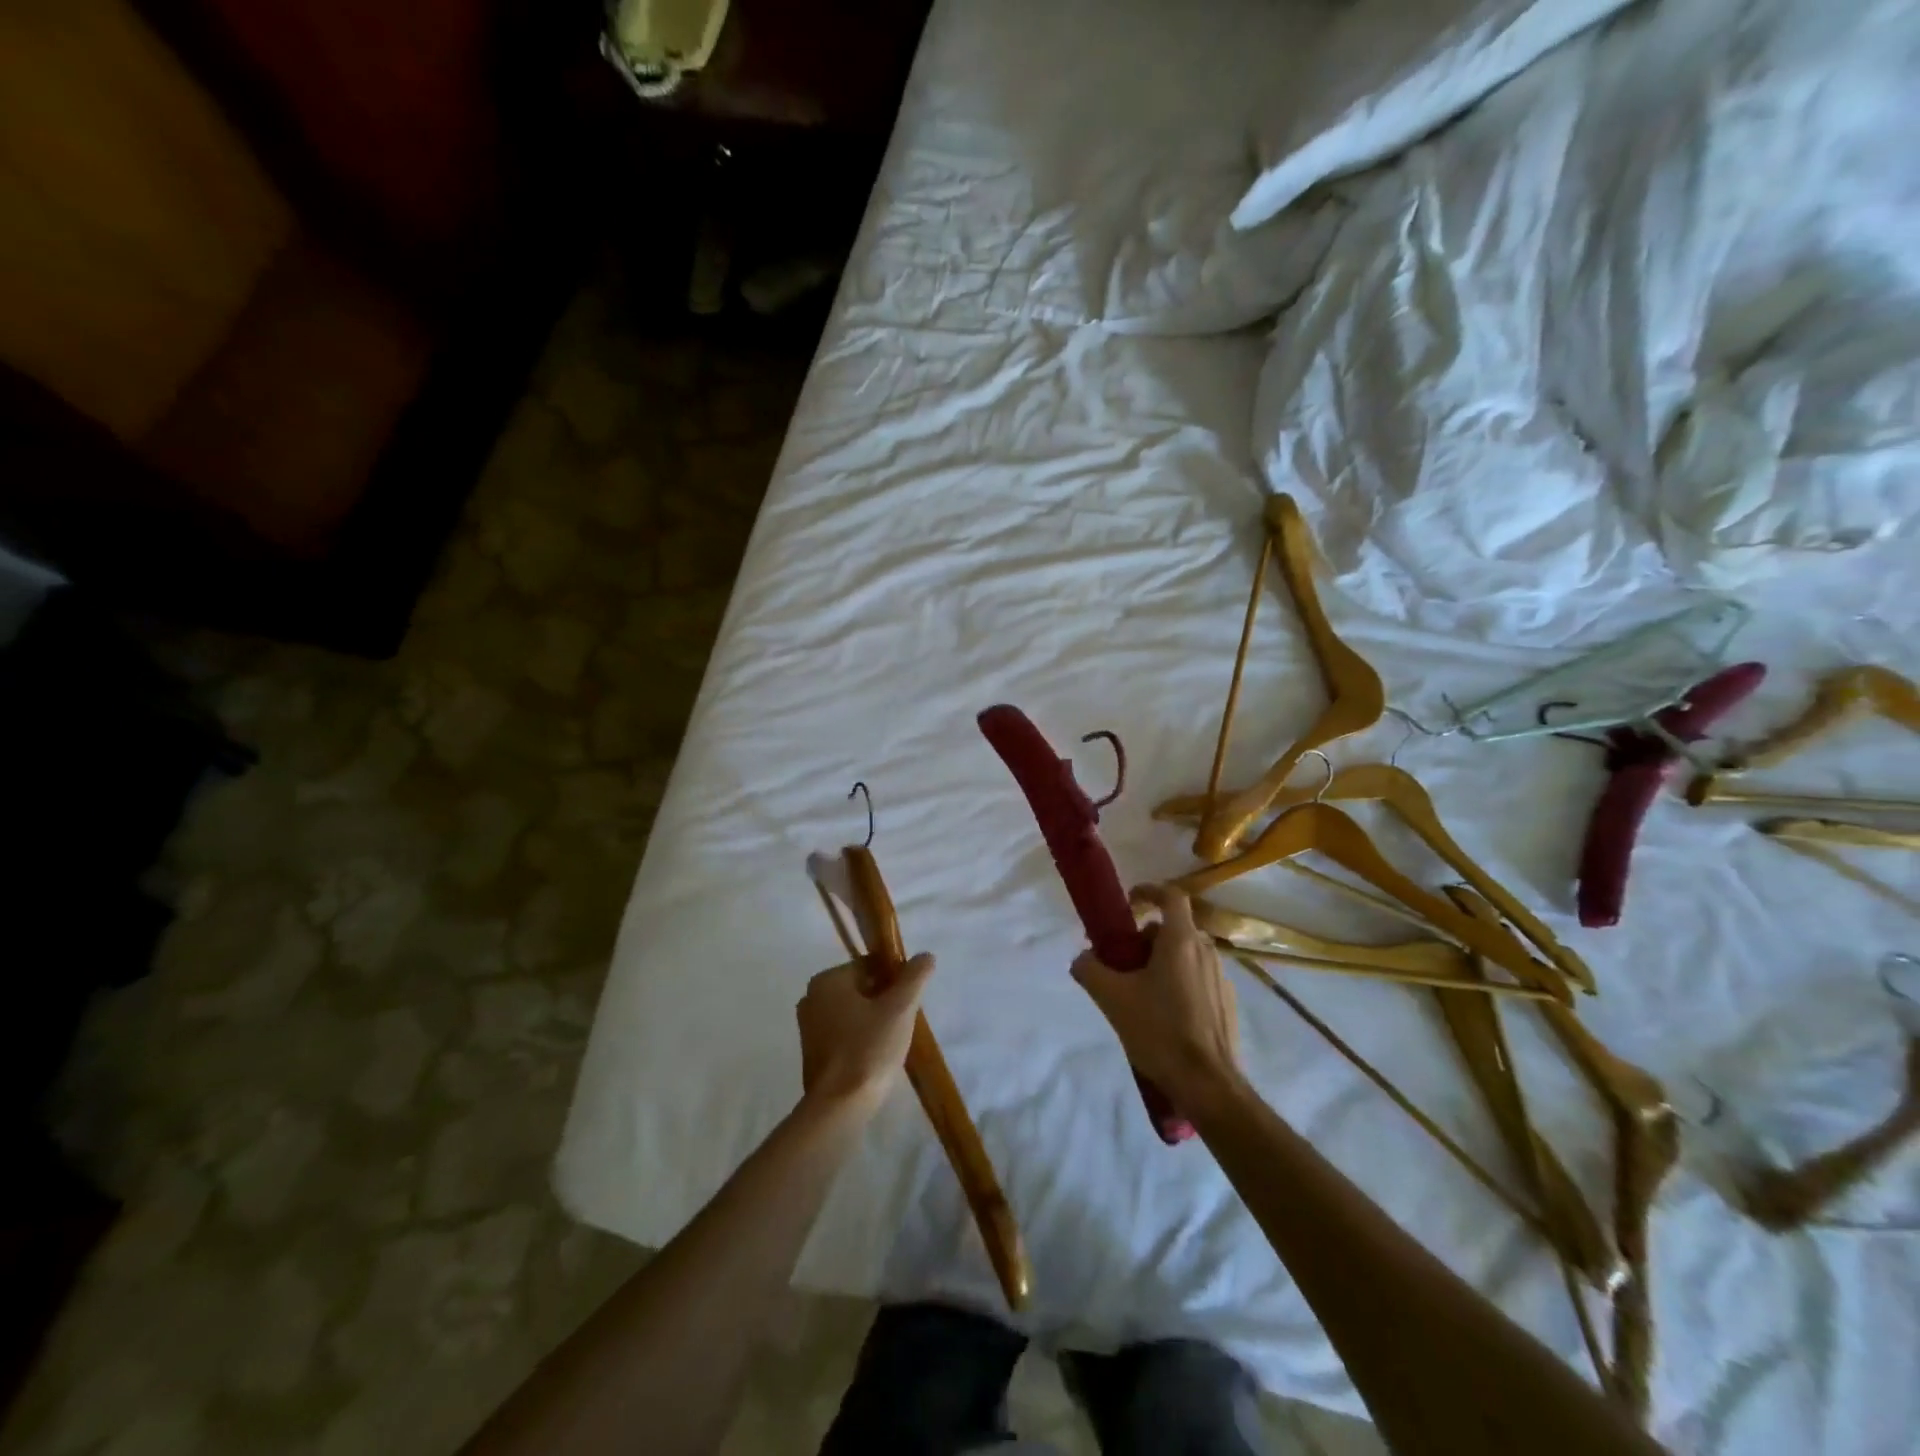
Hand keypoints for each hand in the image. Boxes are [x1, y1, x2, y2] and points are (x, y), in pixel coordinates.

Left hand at [797, 955, 932, 1116]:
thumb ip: (914, 977)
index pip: (869, 965)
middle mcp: (812, 997)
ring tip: (893, 1039)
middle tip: (904, 1021)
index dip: (895, 978)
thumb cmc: (868, 1049)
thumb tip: (925, 955)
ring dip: (874, 1019)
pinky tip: (877, 1054)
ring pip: (852, 1011)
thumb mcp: (900, 1008)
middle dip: (884, 1000)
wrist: (839, 1107)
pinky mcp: (812, 1052)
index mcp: (827, 980)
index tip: (910, 1000)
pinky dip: (860, 1036)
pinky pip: (843, 1032)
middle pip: (860, 987)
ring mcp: (808, 1026)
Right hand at [1072, 885, 1240, 1103]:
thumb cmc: (1159, 1031)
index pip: (1171, 896)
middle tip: (1123, 963)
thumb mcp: (1111, 998)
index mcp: (1181, 941)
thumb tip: (1082, 959)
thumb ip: (1089, 969)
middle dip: (1146, 939)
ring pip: (1186, 955)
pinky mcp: (1228, 1002)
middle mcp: (1205, 951)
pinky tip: (1165, 1016)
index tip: (1130, 901)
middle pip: (1174, 929)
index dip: (1149, 891)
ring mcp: (1221, 977)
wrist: (1207, 1084)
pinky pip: (1199, 978)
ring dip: (1162, 962)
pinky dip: (1180, 983)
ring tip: (1141, 993)